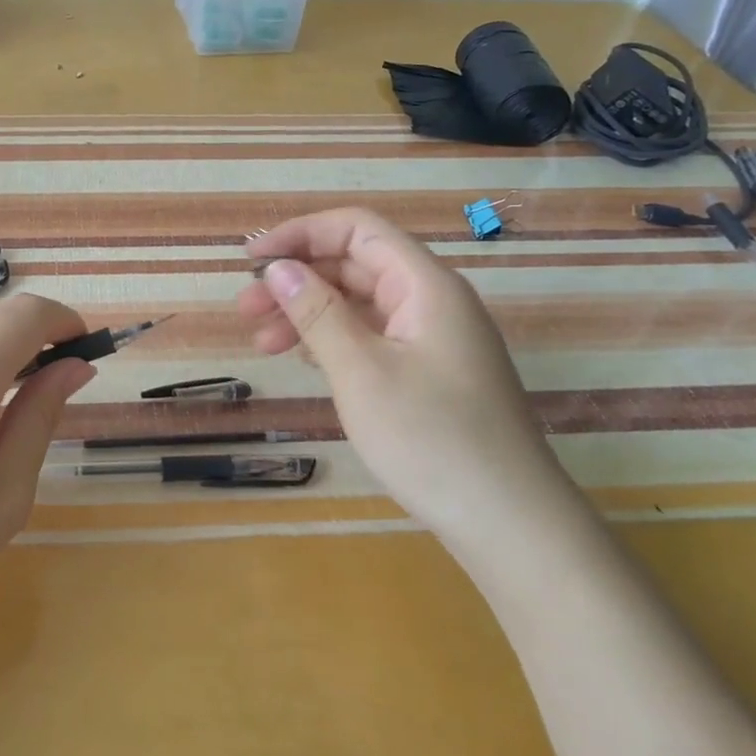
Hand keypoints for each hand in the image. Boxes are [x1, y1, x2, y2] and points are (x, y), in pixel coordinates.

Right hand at [239, 208, 568, 538]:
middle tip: (245, 311)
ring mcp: (433, 339)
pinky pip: (373, 336)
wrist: (511, 525)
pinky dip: (333, 341)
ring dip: (309, 314)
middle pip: (355, 266)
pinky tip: (306, 362)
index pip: (357, 230)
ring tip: (263, 344)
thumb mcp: (361, 372)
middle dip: (297, 280)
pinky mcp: (430, 372)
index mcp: (425, 286)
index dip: (300, 234)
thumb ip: (317, 313)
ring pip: (360, 304)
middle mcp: (432, 301)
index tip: (251, 260)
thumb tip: (278, 268)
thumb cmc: (431, 440)